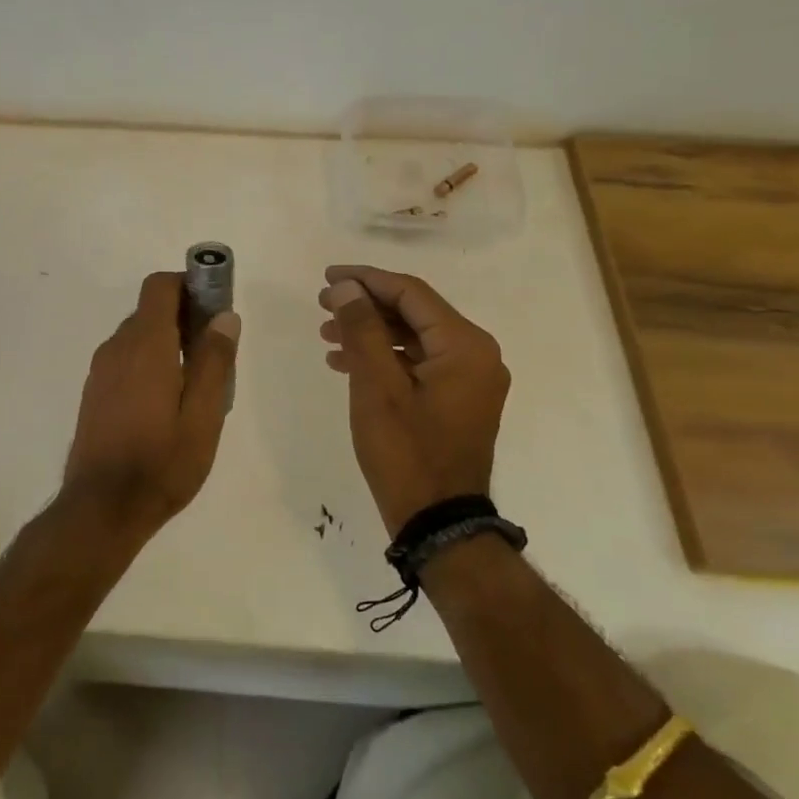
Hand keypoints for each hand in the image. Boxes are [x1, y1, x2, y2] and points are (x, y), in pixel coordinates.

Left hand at [60, 272, 241, 541]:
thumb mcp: (203, 416)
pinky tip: (166, 402)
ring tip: (195, 383)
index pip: (159, 287)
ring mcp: (100, 371)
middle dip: (184, 316)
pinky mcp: (94, 392)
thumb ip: (214, 362)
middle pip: (150, 310)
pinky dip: (148, 361)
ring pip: (137, 336)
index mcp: (145, 346)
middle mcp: (117, 348)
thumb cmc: (161, 463)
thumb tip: (225, 316)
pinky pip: (125, 359)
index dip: (188, 284)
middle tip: (214, 352)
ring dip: (167, 341)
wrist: (102, 508)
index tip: (215, 306)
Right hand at [318, 265, 509, 535]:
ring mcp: (470, 379)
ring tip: (326, 333)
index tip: (327, 276)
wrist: (438, 522)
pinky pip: (418, 363)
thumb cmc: (406, 452)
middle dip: (366, 305)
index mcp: (465, 345)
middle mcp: (477, 354)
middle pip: (415, 312)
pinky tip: (346, 362)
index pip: (411, 293)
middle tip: (321, 305)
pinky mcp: (458, 400)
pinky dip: (384, 358)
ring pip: (413, 338)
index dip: (366, 279)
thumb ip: (362, 329)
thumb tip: (346, 287)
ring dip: (371, 332)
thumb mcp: (376, 386)